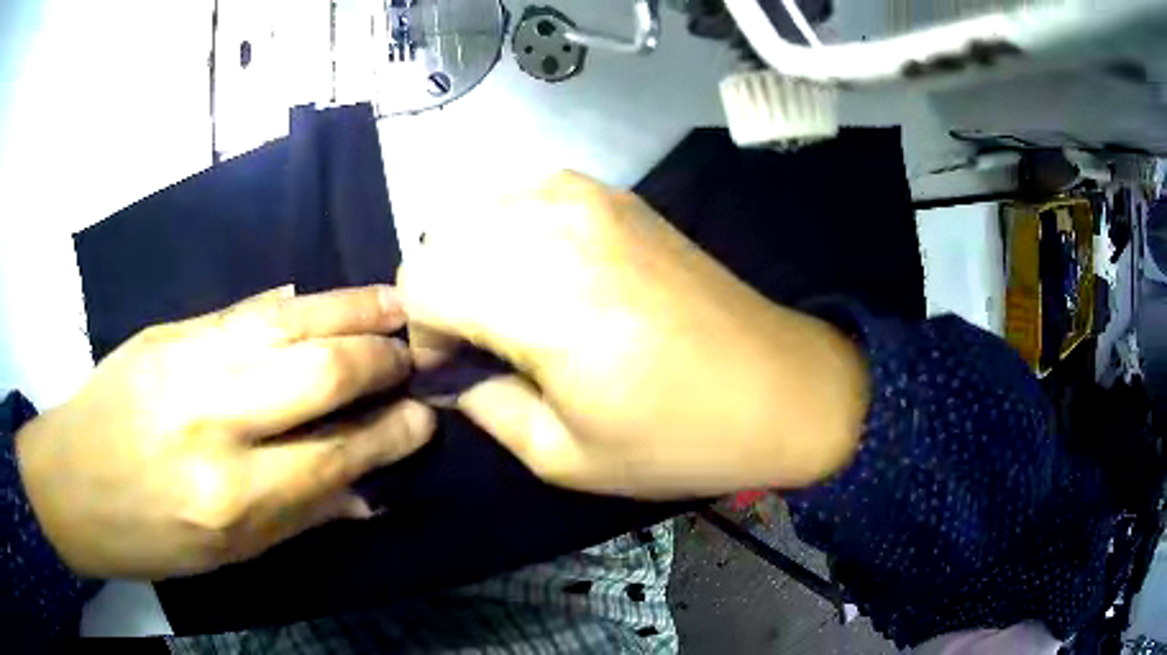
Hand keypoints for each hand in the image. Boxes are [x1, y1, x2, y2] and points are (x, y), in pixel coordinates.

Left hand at [16, 286, 434, 578]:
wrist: (71, 480)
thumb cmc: (150, 534)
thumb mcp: (227, 553)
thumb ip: (299, 515)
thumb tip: (368, 491)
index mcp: (231, 496)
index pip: (334, 456)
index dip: (389, 434)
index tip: (425, 418)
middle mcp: (214, 420)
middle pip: (318, 374)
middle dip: (379, 361)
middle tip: (414, 356)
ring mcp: (187, 361)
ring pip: (288, 322)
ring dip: (351, 310)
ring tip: (395, 304)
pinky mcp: (171, 330)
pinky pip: (247, 310)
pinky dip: (297, 304)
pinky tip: (326, 301)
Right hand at [401, 172, 868, 498]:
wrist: (779, 386)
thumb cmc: (677, 437)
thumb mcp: (564, 455)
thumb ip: (485, 407)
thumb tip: (449, 376)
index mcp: (540, 297)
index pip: (420, 281)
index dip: (423, 333)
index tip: (457, 370)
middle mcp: (555, 225)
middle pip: (440, 237)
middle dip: (442, 293)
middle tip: (481, 344)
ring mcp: (588, 196)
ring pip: (477, 209)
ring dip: (473, 258)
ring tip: (512, 309)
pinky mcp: (615, 193)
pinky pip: (525, 193)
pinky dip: (511, 229)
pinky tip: (547, 273)